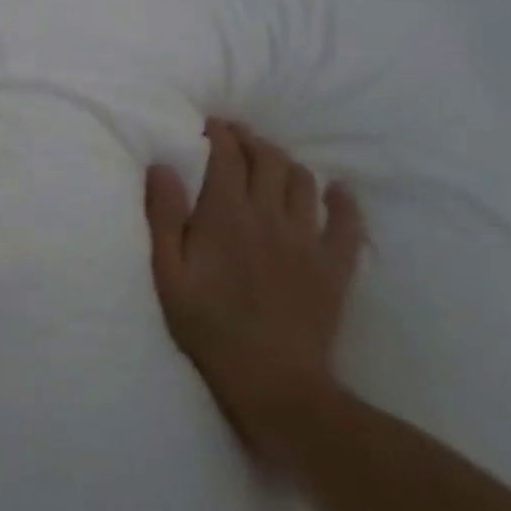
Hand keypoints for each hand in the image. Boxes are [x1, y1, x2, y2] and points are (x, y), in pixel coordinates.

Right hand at [144, 118, 364, 462]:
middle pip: (267, 158)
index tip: (208, 126)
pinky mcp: (335, 266)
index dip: (218, 133)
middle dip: (250, 140)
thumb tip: (162, 166)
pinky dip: (343, 200)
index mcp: (225, 214)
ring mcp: (307, 239)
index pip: (226, 154)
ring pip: (302, 180)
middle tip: (235, 138)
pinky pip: (348, 222)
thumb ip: (163, 216)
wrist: (273, 384)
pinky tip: (336, 191)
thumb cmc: (208, 327)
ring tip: (270, 163)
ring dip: (284, 163)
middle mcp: (268, 215)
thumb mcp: (168, 274)